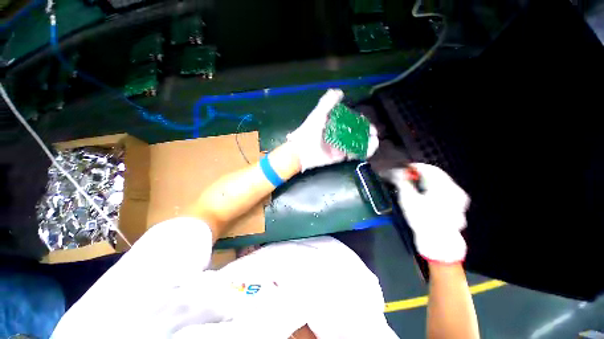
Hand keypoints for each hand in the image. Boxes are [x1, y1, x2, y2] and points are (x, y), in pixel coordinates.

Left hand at [287, 89, 378, 171]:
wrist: (301, 152)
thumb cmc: (308, 132)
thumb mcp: (318, 115)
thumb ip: (327, 103)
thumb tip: (339, 91)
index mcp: (333, 125)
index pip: (349, 121)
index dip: (359, 121)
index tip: (365, 121)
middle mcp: (337, 135)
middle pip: (355, 133)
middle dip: (366, 132)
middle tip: (373, 133)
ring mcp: (339, 146)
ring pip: (357, 144)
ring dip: (367, 142)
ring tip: (374, 141)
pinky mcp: (339, 157)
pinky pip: (353, 155)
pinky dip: (362, 152)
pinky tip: (369, 149)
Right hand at [385, 163, 469, 263]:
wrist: (438, 243)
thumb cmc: (423, 221)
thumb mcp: (408, 200)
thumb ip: (402, 182)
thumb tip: (397, 171)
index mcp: (444, 187)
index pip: (428, 169)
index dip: (414, 167)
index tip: (402, 169)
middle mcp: (455, 190)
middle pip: (435, 175)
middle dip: (418, 175)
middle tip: (405, 177)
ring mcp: (458, 199)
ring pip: (438, 183)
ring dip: (424, 182)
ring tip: (412, 186)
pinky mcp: (457, 207)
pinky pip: (442, 192)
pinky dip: (431, 190)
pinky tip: (422, 196)